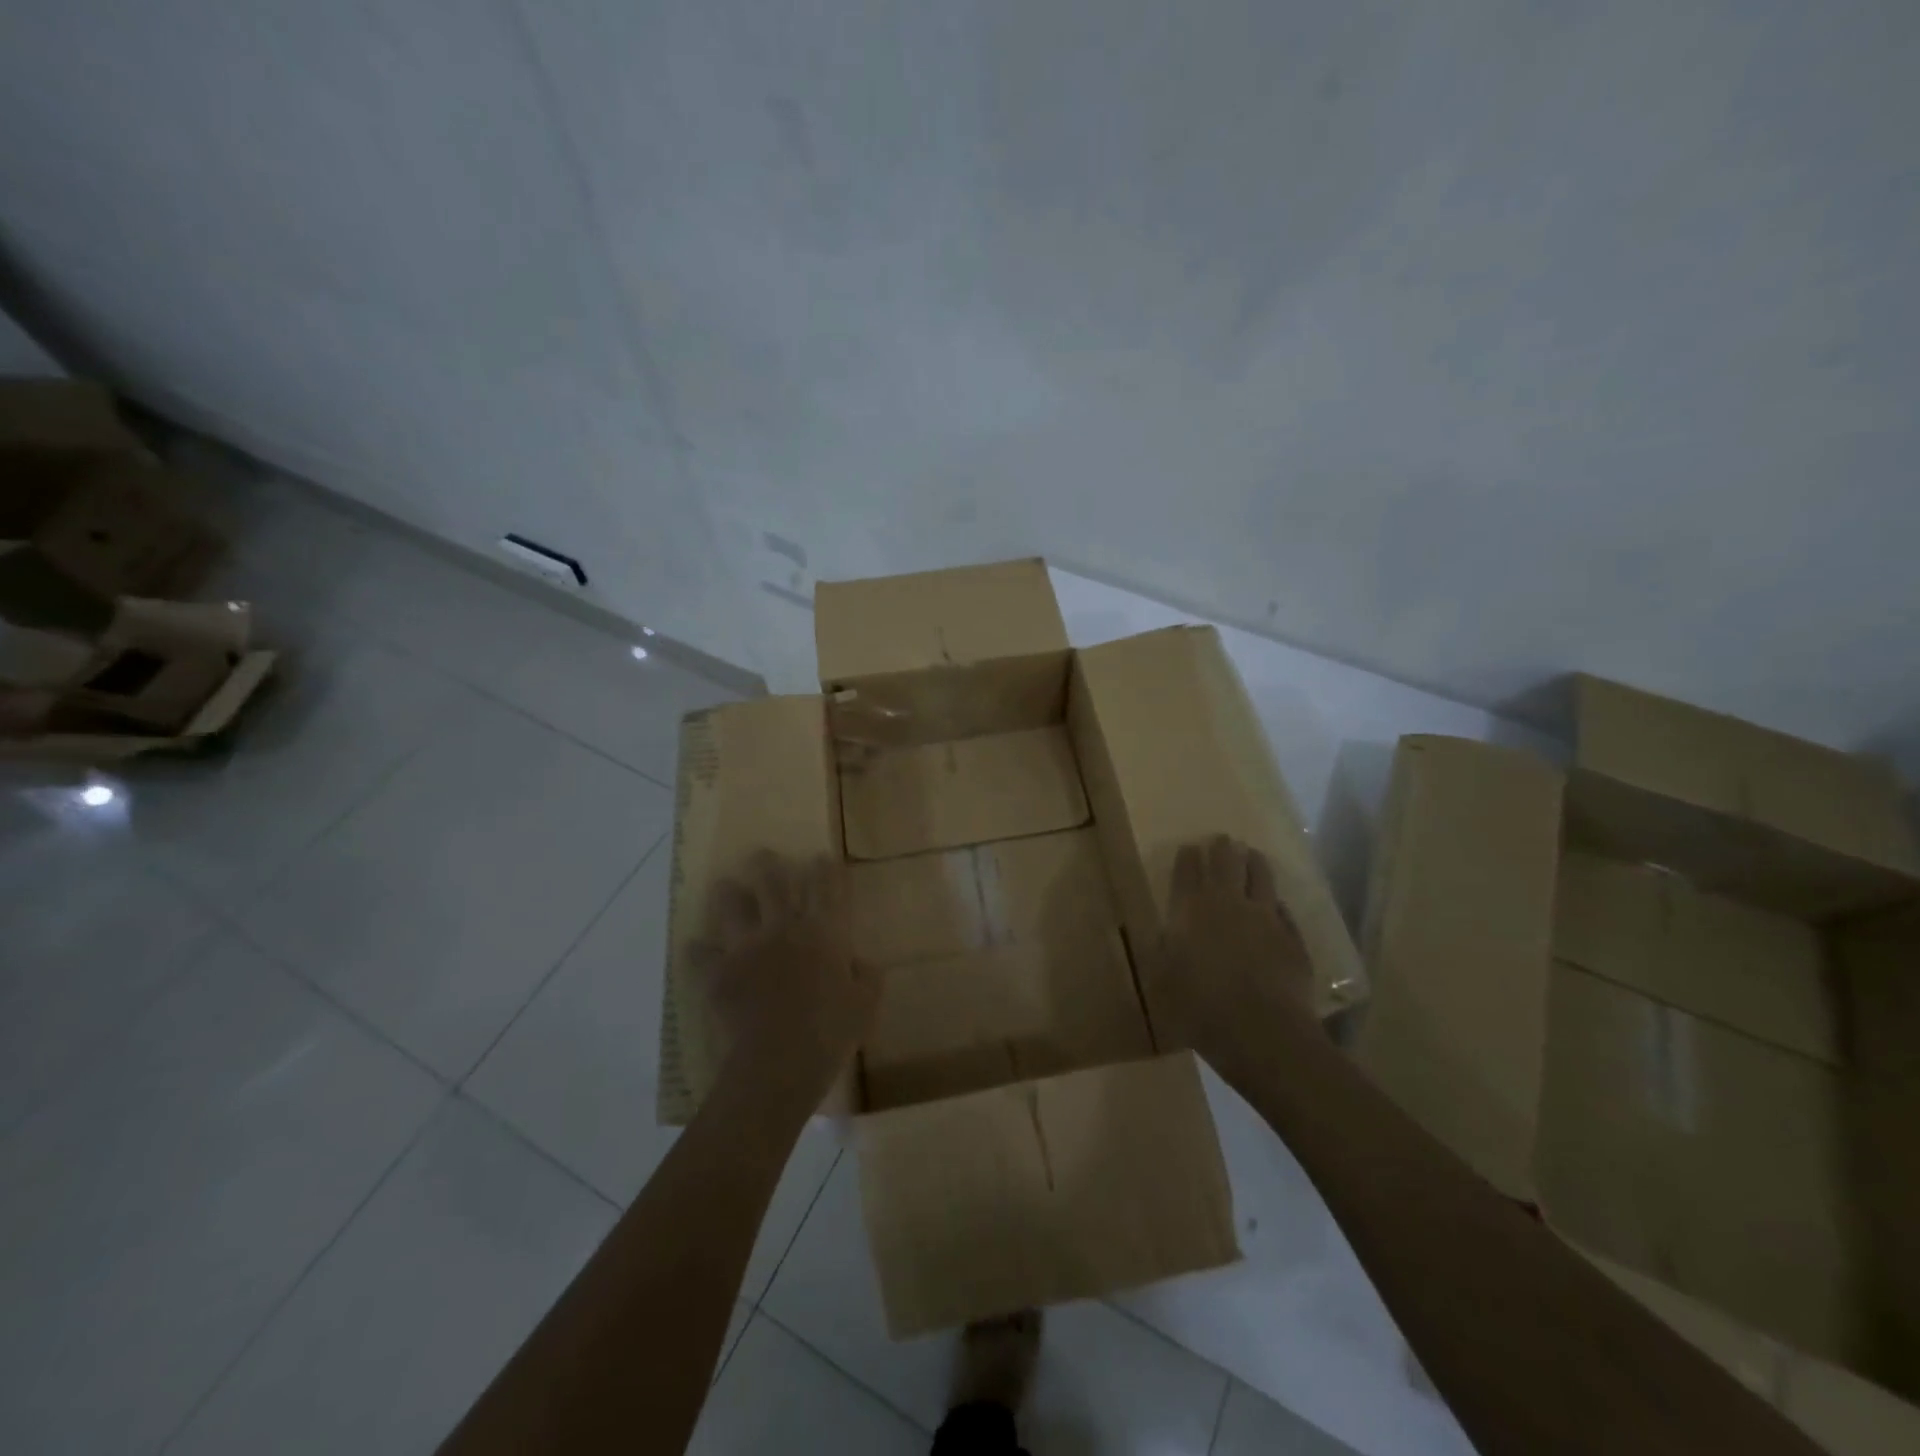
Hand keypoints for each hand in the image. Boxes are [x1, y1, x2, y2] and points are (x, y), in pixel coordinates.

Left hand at [694, 851, 875, 1103]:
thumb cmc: (830, 1032)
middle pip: (774, 885)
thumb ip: (867, 977)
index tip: (821, 856)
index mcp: (823, 932)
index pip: (826, 889)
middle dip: (768, 866)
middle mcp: (783, 929)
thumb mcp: (865, 1005)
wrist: (779, 1061)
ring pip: (733, 908)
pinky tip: (694, 947)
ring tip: (724, 885)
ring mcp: (747, 948)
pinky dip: (698, 951)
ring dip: (728, 894)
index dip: (825, 869)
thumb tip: (862, 963)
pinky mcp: (719, 973)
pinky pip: (702, 956)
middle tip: (762, 854)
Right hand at [1157, 835, 1319, 1075]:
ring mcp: (1265, 918)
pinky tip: (1276, 903)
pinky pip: (1283, 909)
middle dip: (1222, 848)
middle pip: (1226, 864)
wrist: (1263, 1032)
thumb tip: (1166, 932)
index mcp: (1191, 910)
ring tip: (1252, 854)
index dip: (1188, 857)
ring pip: (1261, 877)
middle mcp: (1228, 903)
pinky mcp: (1293, 937)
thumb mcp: (1163, 981)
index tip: (1189, 847)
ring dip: (1254, 862)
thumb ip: (1164, 950)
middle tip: (1222, 839)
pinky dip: (1276, 901)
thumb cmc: (1200, 1008)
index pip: (1187, 872)